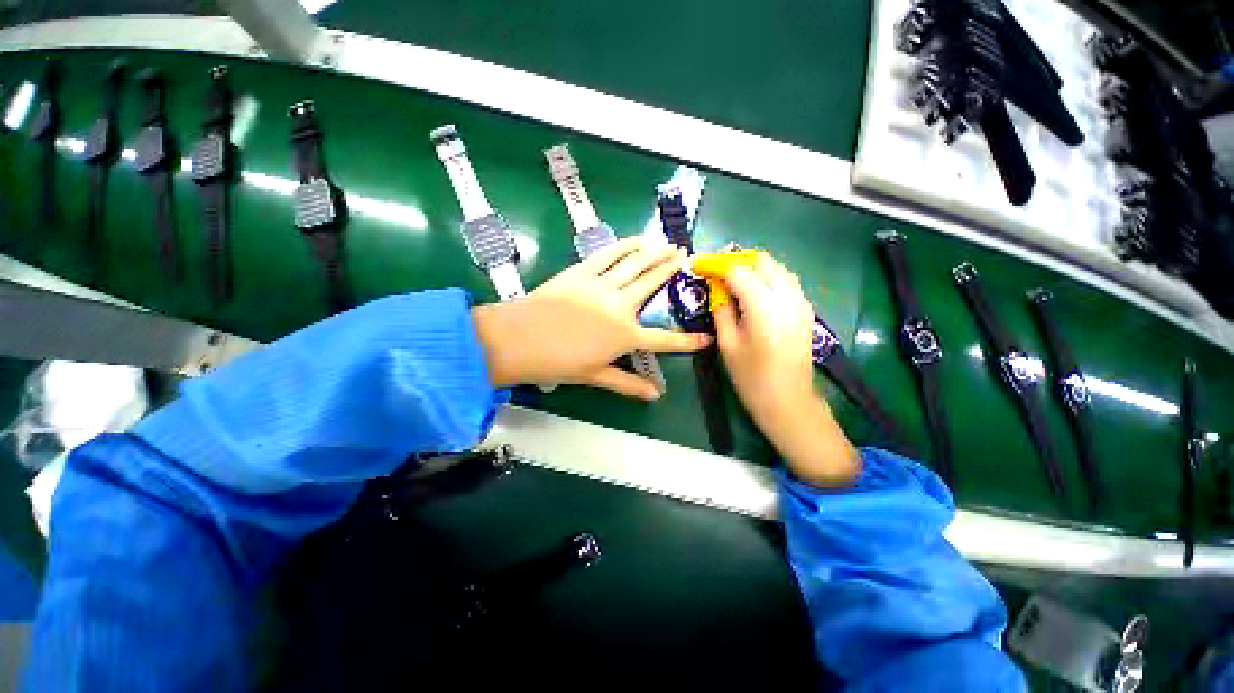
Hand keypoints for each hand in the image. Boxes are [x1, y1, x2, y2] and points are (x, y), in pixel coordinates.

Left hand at [472, 237, 711, 398]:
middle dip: (671, 269)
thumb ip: (627, 383)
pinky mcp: (582, 271)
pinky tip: (636, 240)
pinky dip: (625, 245)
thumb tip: (655, 394)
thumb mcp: (595, 376)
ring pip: (634, 263)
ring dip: (653, 252)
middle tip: (684, 256)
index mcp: (624, 336)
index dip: (687, 342)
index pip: (663, 340)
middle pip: (652, 284)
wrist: (518, 340)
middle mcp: (619, 306)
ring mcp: (601, 285)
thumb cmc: (557, 363)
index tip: (706, 337)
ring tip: (667, 243)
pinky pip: (608, 254)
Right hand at [712, 255, 858, 486]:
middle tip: (717, 270)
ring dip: (754, 266)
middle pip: (763, 262)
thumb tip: (716, 288)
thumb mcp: (727, 344)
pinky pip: (787, 280)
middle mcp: (787, 298)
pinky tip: (754, 289)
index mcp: (764, 309)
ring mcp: (801, 302)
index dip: (718, 265)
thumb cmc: (751, 377)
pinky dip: (768, 276)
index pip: (740, 271)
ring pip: (778, 267)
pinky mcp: (806, 309)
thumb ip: (722, 310)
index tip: (701, 266)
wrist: (788, 400)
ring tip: (733, 278)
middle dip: (737, 260)